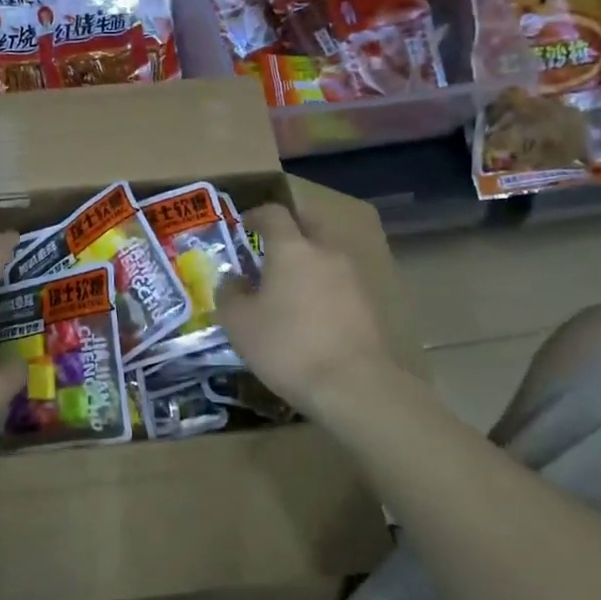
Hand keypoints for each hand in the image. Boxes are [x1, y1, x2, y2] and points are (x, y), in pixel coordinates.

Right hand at [215, 205, 406, 422]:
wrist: (353, 385)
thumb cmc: (287, 346)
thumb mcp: (239, 324)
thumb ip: (230, 294)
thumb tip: (232, 280)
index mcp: (291, 248)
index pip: (274, 213)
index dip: (257, 215)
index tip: (245, 225)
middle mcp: (326, 252)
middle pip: (309, 225)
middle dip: (290, 231)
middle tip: (270, 250)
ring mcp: (353, 276)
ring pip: (327, 254)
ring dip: (309, 261)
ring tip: (290, 286)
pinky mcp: (370, 303)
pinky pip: (341, 282)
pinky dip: (325, 287)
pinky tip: (313, 312)